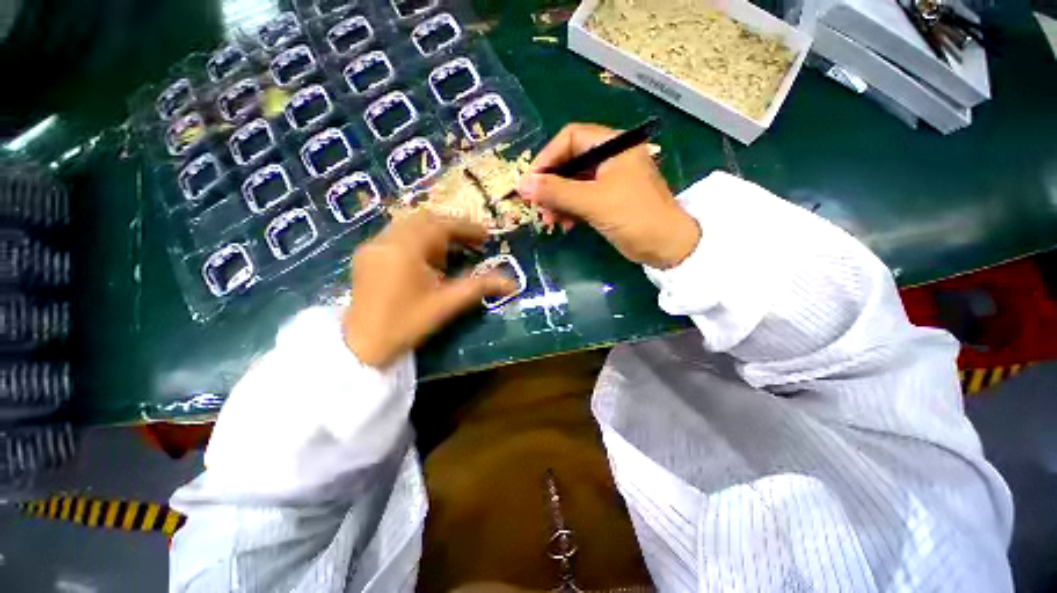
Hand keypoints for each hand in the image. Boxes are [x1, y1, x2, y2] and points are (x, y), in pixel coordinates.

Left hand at [343, 212, 516, 367]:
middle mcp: (386, 240)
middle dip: (451, 228)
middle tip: (472, 242)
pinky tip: (426, 261)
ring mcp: (372, 246)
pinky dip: (417, 240)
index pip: (441, 226)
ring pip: (409, 225)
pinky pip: (396, 235)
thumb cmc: (407, 324)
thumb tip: (512, 283)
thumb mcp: (447, 304)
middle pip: (424, 219)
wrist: (362, 346)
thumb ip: (479, 288)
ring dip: (434, 233)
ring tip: (451, 253)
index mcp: (405, 250)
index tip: (487, 236)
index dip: (467, 228)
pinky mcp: (366, 255)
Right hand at [517, 123, 699, 268]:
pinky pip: (580, 199)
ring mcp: (608, 180)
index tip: (530, 182)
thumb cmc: (634, 216)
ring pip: (572, 183)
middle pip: (569, 162)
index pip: (570, 138)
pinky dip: (569, 210)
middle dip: (550, 185)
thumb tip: (522, 185)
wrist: (665, 247)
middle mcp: (610, 157)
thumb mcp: (593, 201)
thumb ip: (557, 191)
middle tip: (536, 205)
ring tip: (548, 220)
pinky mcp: (607, 200)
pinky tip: (563, 225)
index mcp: (613, 145)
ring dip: (557, 201)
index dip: (547, 158)